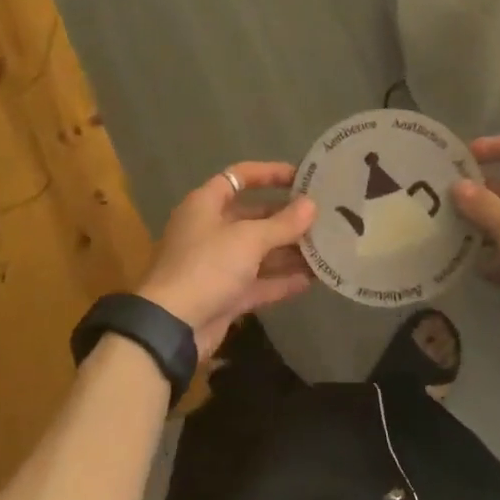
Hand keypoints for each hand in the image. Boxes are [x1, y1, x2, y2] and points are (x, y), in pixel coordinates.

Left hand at [135, 163, 317, 356]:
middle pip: (253, 216)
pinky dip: (282, 280)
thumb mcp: (248, 239)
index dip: (269, 173)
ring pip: (259, 251)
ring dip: (289, 250)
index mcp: (205, 205)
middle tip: (323, 217)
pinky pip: (259, 282)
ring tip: (327, 247)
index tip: (302, 177)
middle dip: (286, 217)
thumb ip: (283, 223)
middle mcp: (210, 230)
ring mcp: (217, 264)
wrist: (172, 327)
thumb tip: (311, 206)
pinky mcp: (225, 295)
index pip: (239, 177)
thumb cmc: (207, 267)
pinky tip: (313, 279)